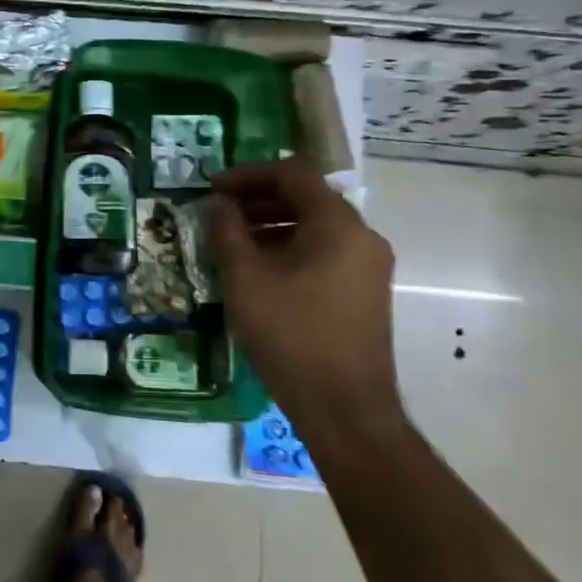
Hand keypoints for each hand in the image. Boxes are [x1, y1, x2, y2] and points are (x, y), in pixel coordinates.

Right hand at [207, 159, 404, 448]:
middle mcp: (362, 236)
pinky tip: (259, 270)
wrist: (344, 408)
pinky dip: (290, 247)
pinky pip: (325, 251)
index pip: (293, 173)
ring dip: (272, 224)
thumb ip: (228, 231)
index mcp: (337, 224)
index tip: (213, 189)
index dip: (249, 174)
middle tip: (219, 213)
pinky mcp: (365, 292)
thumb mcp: (245, 278)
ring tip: (232, 241)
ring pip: (316, 226)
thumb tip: (220, 204)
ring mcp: (368, 266)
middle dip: (259, 199)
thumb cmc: (290, 334)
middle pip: (307, 197)